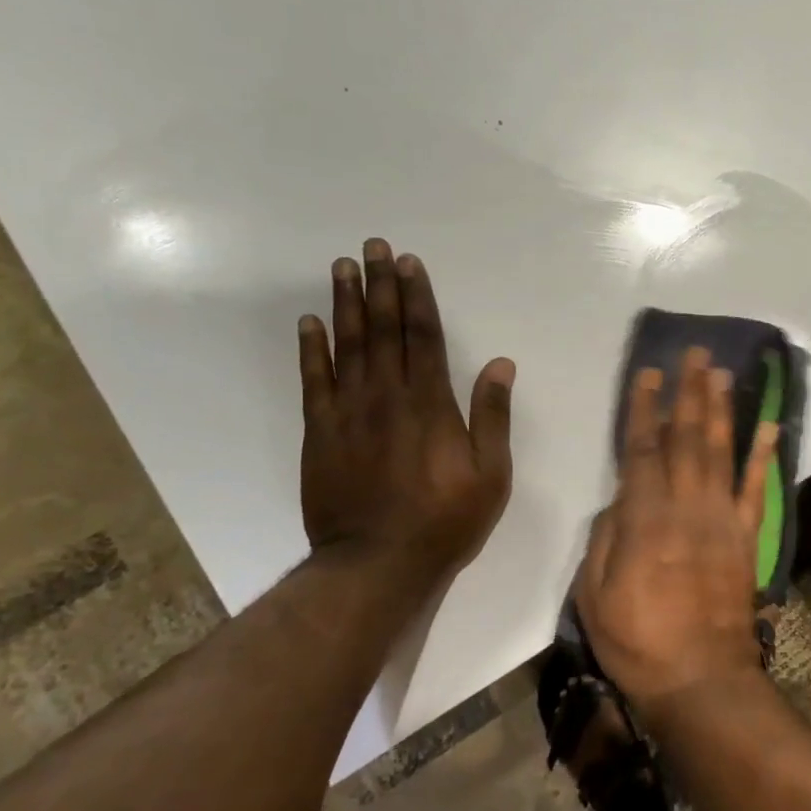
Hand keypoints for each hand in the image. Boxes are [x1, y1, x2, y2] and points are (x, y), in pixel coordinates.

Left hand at [298, 240, 514, 592]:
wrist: (377, 563)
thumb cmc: (445, 519)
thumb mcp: (491, 473)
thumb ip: (493, 416)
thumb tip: (501, 363)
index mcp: (431, 403)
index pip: (423, 336)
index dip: (418, 297)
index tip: (410, 263)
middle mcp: (387, 396)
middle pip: (384, 330)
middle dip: (381, 285)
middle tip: (373, 247)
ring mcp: (349, 412)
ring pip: (348, 345)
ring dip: (347, 303)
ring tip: (343, 267)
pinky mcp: (320, 433)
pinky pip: (313, 381)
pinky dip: (311, 349)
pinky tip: (310, 322)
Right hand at [573, 348, 777, 724]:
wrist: (701, 678)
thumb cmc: (638, 641)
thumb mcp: (594, 594)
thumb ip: (605, 539)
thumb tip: (619, 500)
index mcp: (644, 517)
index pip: (641, 448)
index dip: (645, 407)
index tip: (649, 373)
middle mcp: (685, 505)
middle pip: (686, 437)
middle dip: (689, 392)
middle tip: (695, 354)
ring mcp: (721, 517)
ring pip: (720, 450)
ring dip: (722, 408)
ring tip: (723, 373)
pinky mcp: (746, 535)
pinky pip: (756, 487)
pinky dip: (764, 454)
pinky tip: (771, 425)